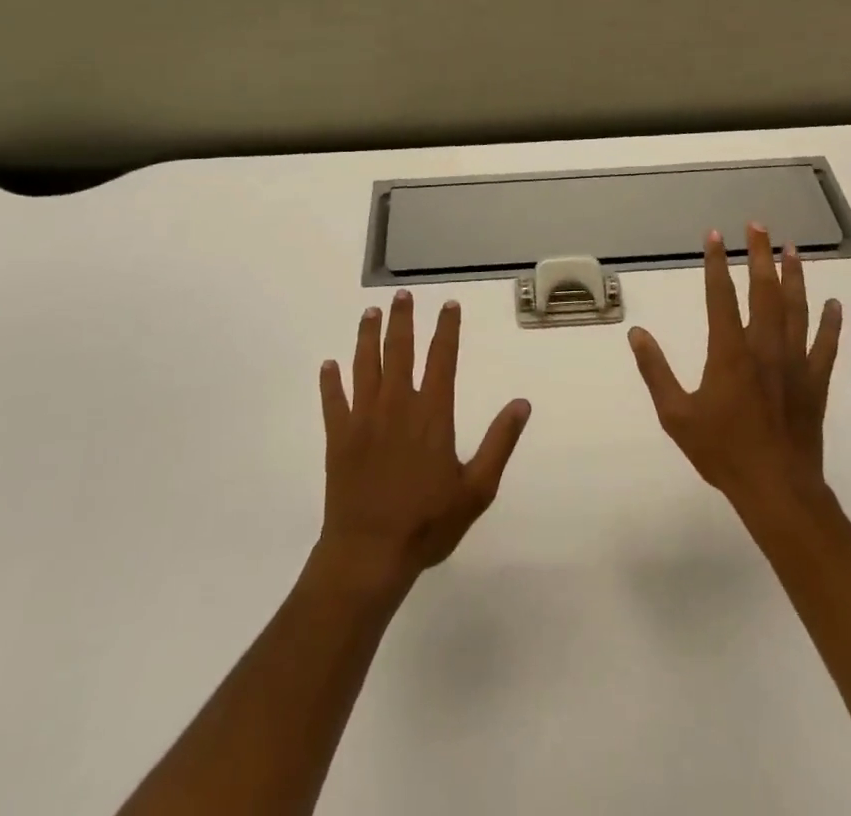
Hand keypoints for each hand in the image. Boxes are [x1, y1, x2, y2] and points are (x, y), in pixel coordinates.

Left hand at [316, 291, 530, 596]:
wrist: (369, 554)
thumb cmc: (427, 523)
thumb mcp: (477, 489)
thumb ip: (500, 442)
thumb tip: (522, 403)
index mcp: (432, 414)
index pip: (442, 359)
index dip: (447, 329)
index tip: (449, 305)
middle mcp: (397, 405)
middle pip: (400, 351)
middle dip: (402, 320)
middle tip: (401, 296)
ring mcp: (363, 419)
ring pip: (365, 366)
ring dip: (367, 337)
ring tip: (370, 313)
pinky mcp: (338, 438)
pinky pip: (333, 401)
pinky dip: (330, 382)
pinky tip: (328, 365)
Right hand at [628, 224, 842, 508]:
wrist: (776, 489)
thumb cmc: (723, 452)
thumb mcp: (676, 415)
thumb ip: (656, 371)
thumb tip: (636, 334)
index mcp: (729, 352)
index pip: (720, 295)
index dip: (716, 262)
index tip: (715, 235)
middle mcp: (764, 347)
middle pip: (763, 290)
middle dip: (759, 254)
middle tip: (758, 225)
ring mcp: (794, 362)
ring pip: (797, 309)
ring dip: (794, 276)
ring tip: (793, 249)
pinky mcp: (815, 381)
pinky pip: (826, 345)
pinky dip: (830, 322)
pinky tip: (835, 303)